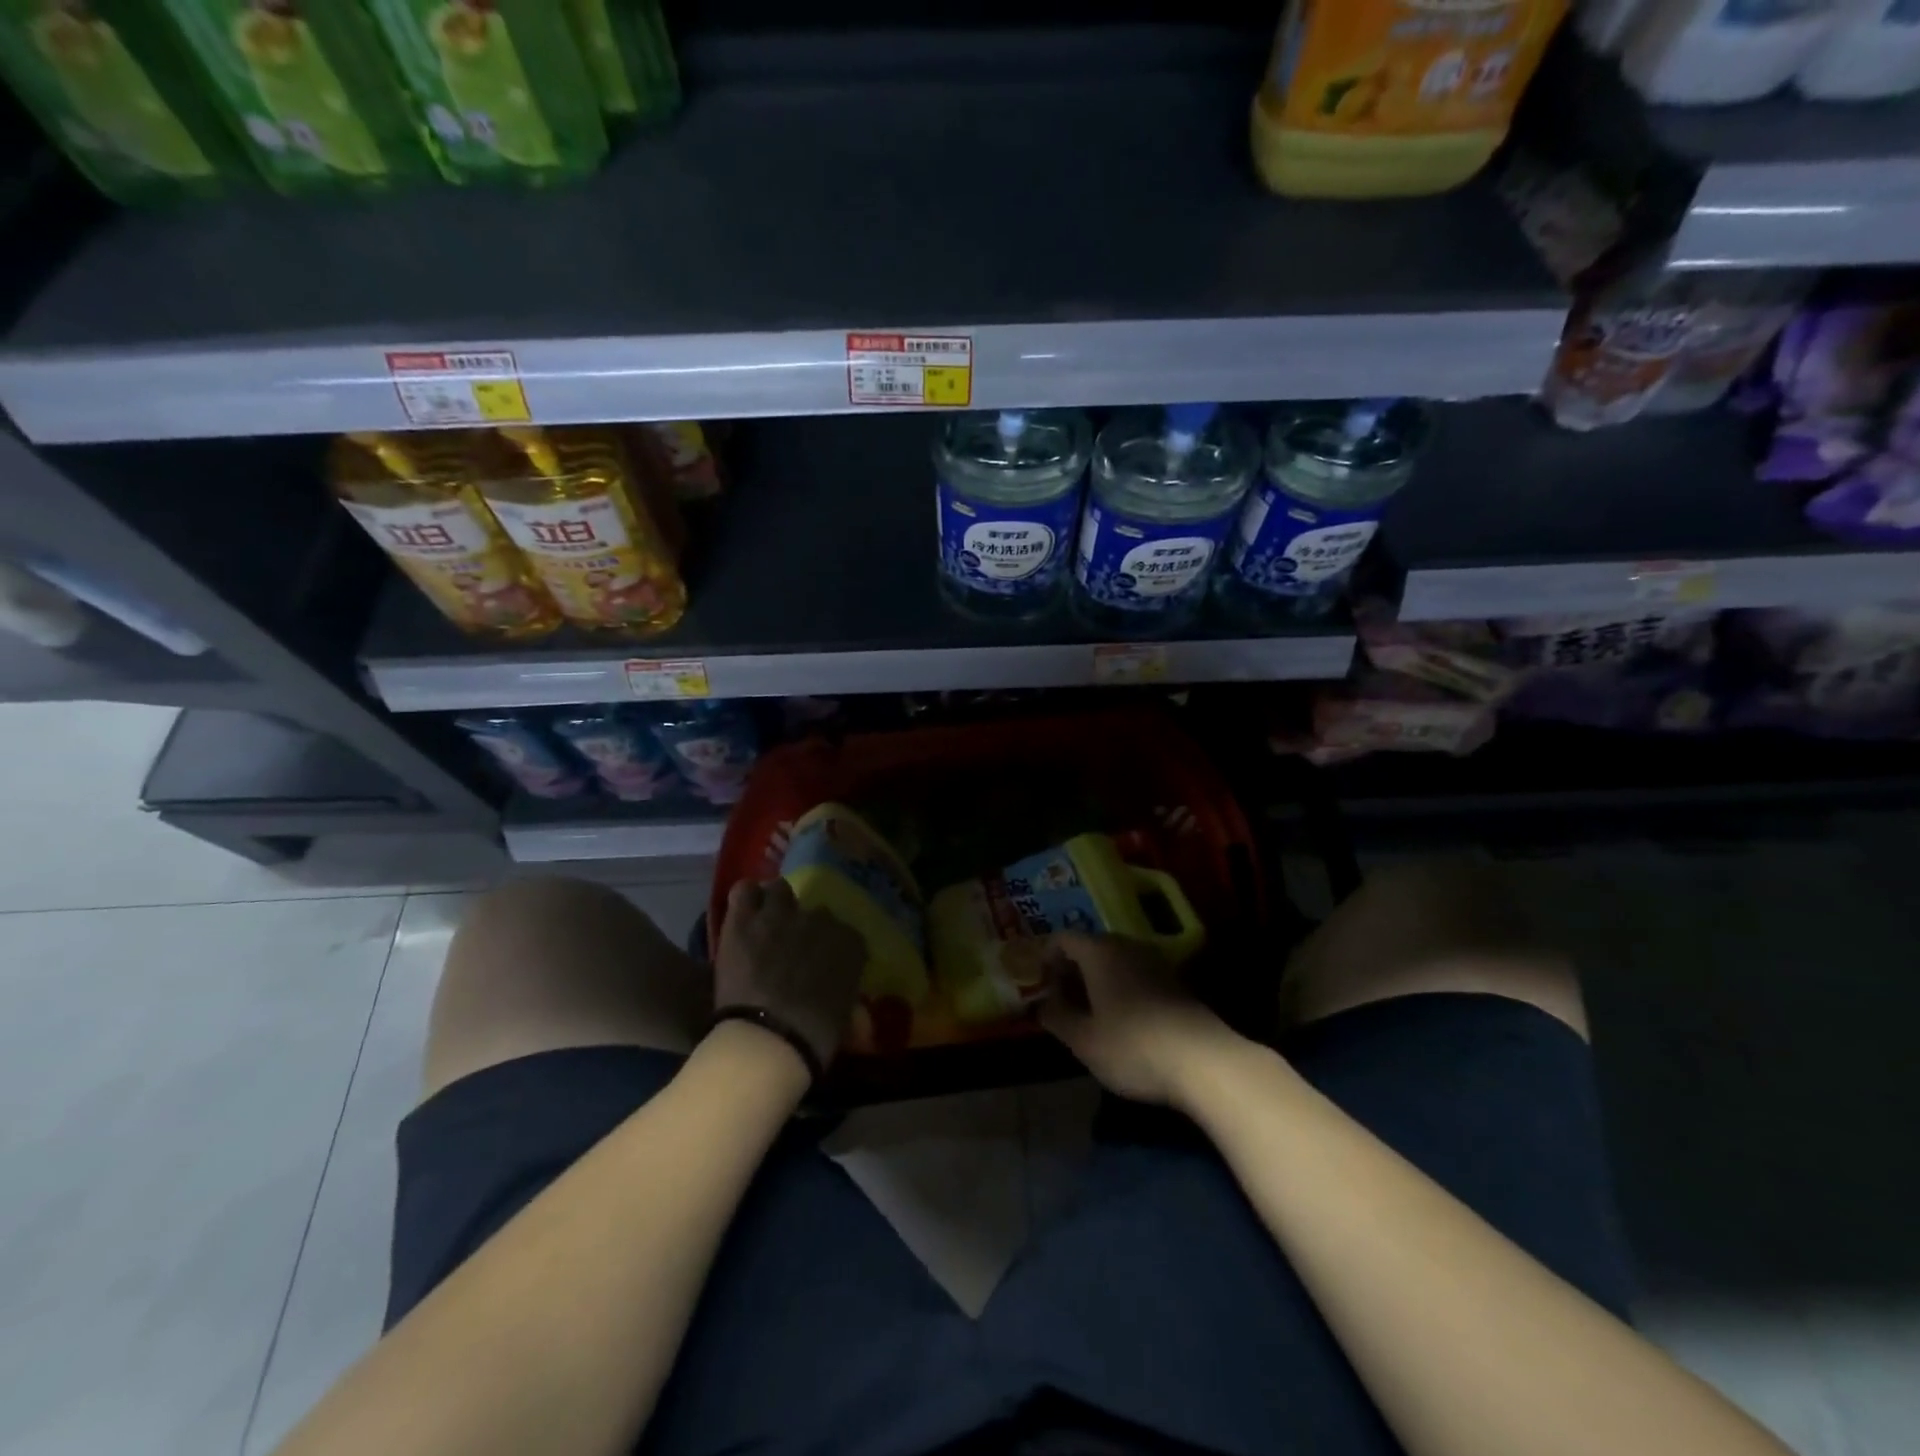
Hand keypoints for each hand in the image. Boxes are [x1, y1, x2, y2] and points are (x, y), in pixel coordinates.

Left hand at [714, 879, 863, 1068]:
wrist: (769, 1040)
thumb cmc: (814, 1037)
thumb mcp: (845, 1017)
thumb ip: (846, 995)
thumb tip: (847, 1000)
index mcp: (849, 943)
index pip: (846, 934)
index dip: (831, 948)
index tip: (823, 965)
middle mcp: (820, 920)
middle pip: (815, 913)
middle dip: (805, 928)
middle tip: (791, 950)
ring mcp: (781, 915)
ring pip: (780, 890)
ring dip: (776, 905)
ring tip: (766, 924)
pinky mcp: (745, 920)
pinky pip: (745, 891)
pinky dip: (746, 898)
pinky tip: (744, 912)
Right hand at [1038, 932, 1240, 1106]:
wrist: (1204, 1062)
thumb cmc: (1133, 1047)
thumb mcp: (1084, 1040)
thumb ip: (1057, 1018)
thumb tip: (1041, 1006)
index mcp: (1099, 952)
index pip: (1063, 939)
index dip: (1046, 958)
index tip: (1040, 986)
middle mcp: (1126, 946)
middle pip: (1090, 947)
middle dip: (1072, 970)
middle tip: (1061, 1001)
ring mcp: (1155, 962)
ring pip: (1115, 961)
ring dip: (1097, 980)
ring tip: (1089, 1012)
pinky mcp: (1175, 982)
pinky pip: (1136, 974)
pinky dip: (1121, 988)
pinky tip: (1121, 1019)